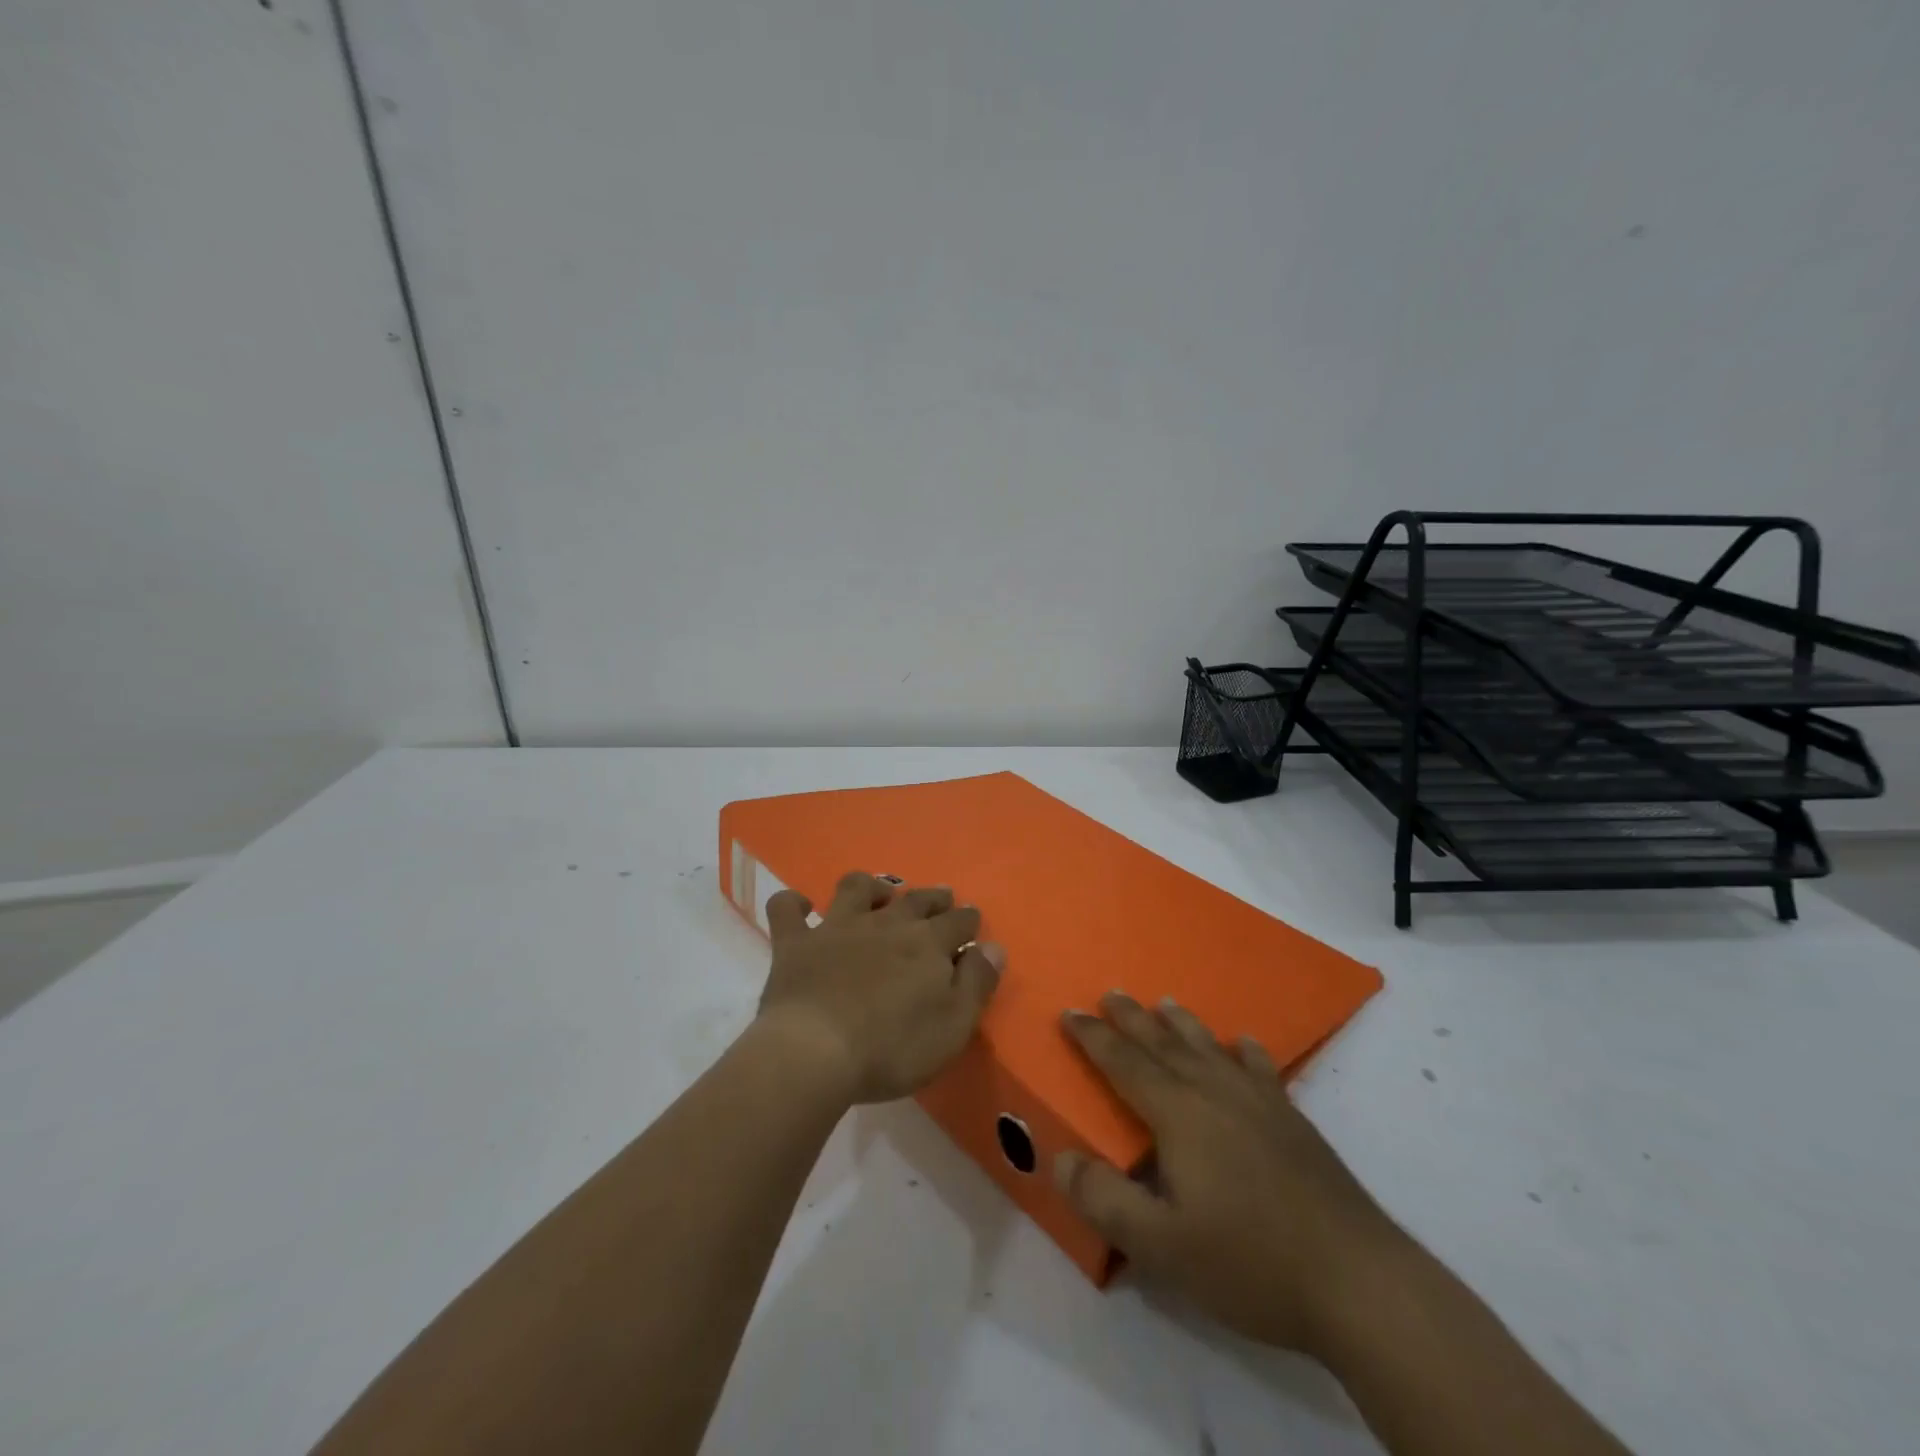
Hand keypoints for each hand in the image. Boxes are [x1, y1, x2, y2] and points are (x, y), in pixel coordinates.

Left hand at [755, 871, 1005, 1105]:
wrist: (815, 1052)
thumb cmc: (892, 1048)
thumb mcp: (953, 1026)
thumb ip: (977, 983)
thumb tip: (994, 947)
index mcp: (927, 944)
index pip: (958, 922)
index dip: (968, 920)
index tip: (972, 922)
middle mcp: (886, 924)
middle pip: (915, 899)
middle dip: (932, 897)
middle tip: (940, 898)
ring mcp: (837, 927)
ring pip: (856, 888)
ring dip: (871, 887)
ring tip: (878, 895)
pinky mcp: (796, 942)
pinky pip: (787, 909)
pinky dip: (793, 903)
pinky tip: (801, 907)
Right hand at [1056, 992, 1408, 1355]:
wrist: (1358, 1280)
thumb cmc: (1251, 1262)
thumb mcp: (1162, 1247)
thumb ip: (1106, 1201)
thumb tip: (1061, 1159)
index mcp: (1179, 1115)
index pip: (1124, 1064)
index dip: (1093, 1038)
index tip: (1069, 1013)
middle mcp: (1215, 1093)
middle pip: (1164, 1044)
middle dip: (1132, 1018)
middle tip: (1110, 993)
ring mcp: (1259, 1103)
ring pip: (1209, 1048)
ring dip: (1181, 1024)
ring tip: (1165, 1002)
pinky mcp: (1294, 1121)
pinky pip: (1260, 1069)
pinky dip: (1245, 1051)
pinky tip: (1243, 1044)